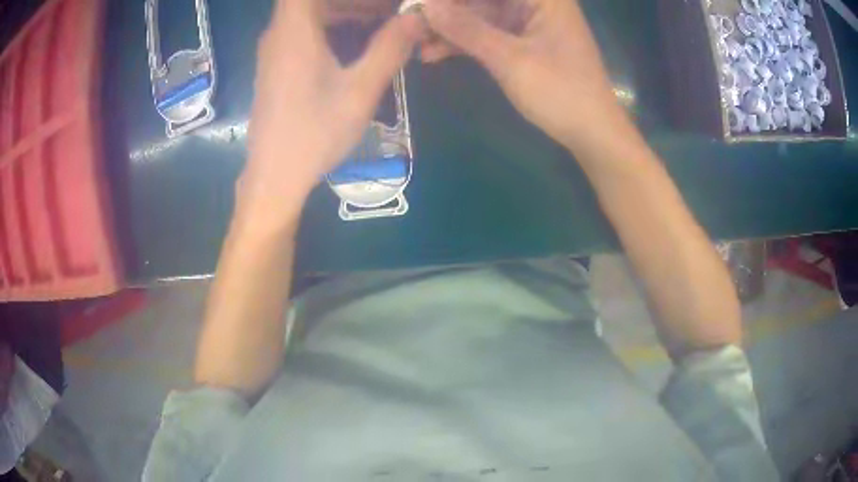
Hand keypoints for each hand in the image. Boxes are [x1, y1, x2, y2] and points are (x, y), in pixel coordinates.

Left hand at [239, 0, 423, 228]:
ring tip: (383, 22)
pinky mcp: (277, 66)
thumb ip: (390, 48)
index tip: (377, 4)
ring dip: (346, 12)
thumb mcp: (360, 91)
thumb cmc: (315, 133)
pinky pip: (305, 32)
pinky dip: (333, 28)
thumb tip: (418, 16)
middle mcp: (279, 34)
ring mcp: (275, 51)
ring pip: (310, 14)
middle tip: (391, 10)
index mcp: (295, 32)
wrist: (275, 176)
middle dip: (355, 1)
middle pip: (314, 0)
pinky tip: (359, 44)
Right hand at [422, 0, 625, 149]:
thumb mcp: (509, 59)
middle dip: (446, 10)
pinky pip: (487, 34)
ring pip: (480, 15)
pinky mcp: (522, 42)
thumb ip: (466, 29)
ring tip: (414, 41)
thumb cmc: (560, 93)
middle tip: (411, 23)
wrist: (592, 133)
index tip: (420, 3)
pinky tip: (432, 53)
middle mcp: (535, 2)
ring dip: (449, 29)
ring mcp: (528, 22)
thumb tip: (426, 5)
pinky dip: (463, 43)